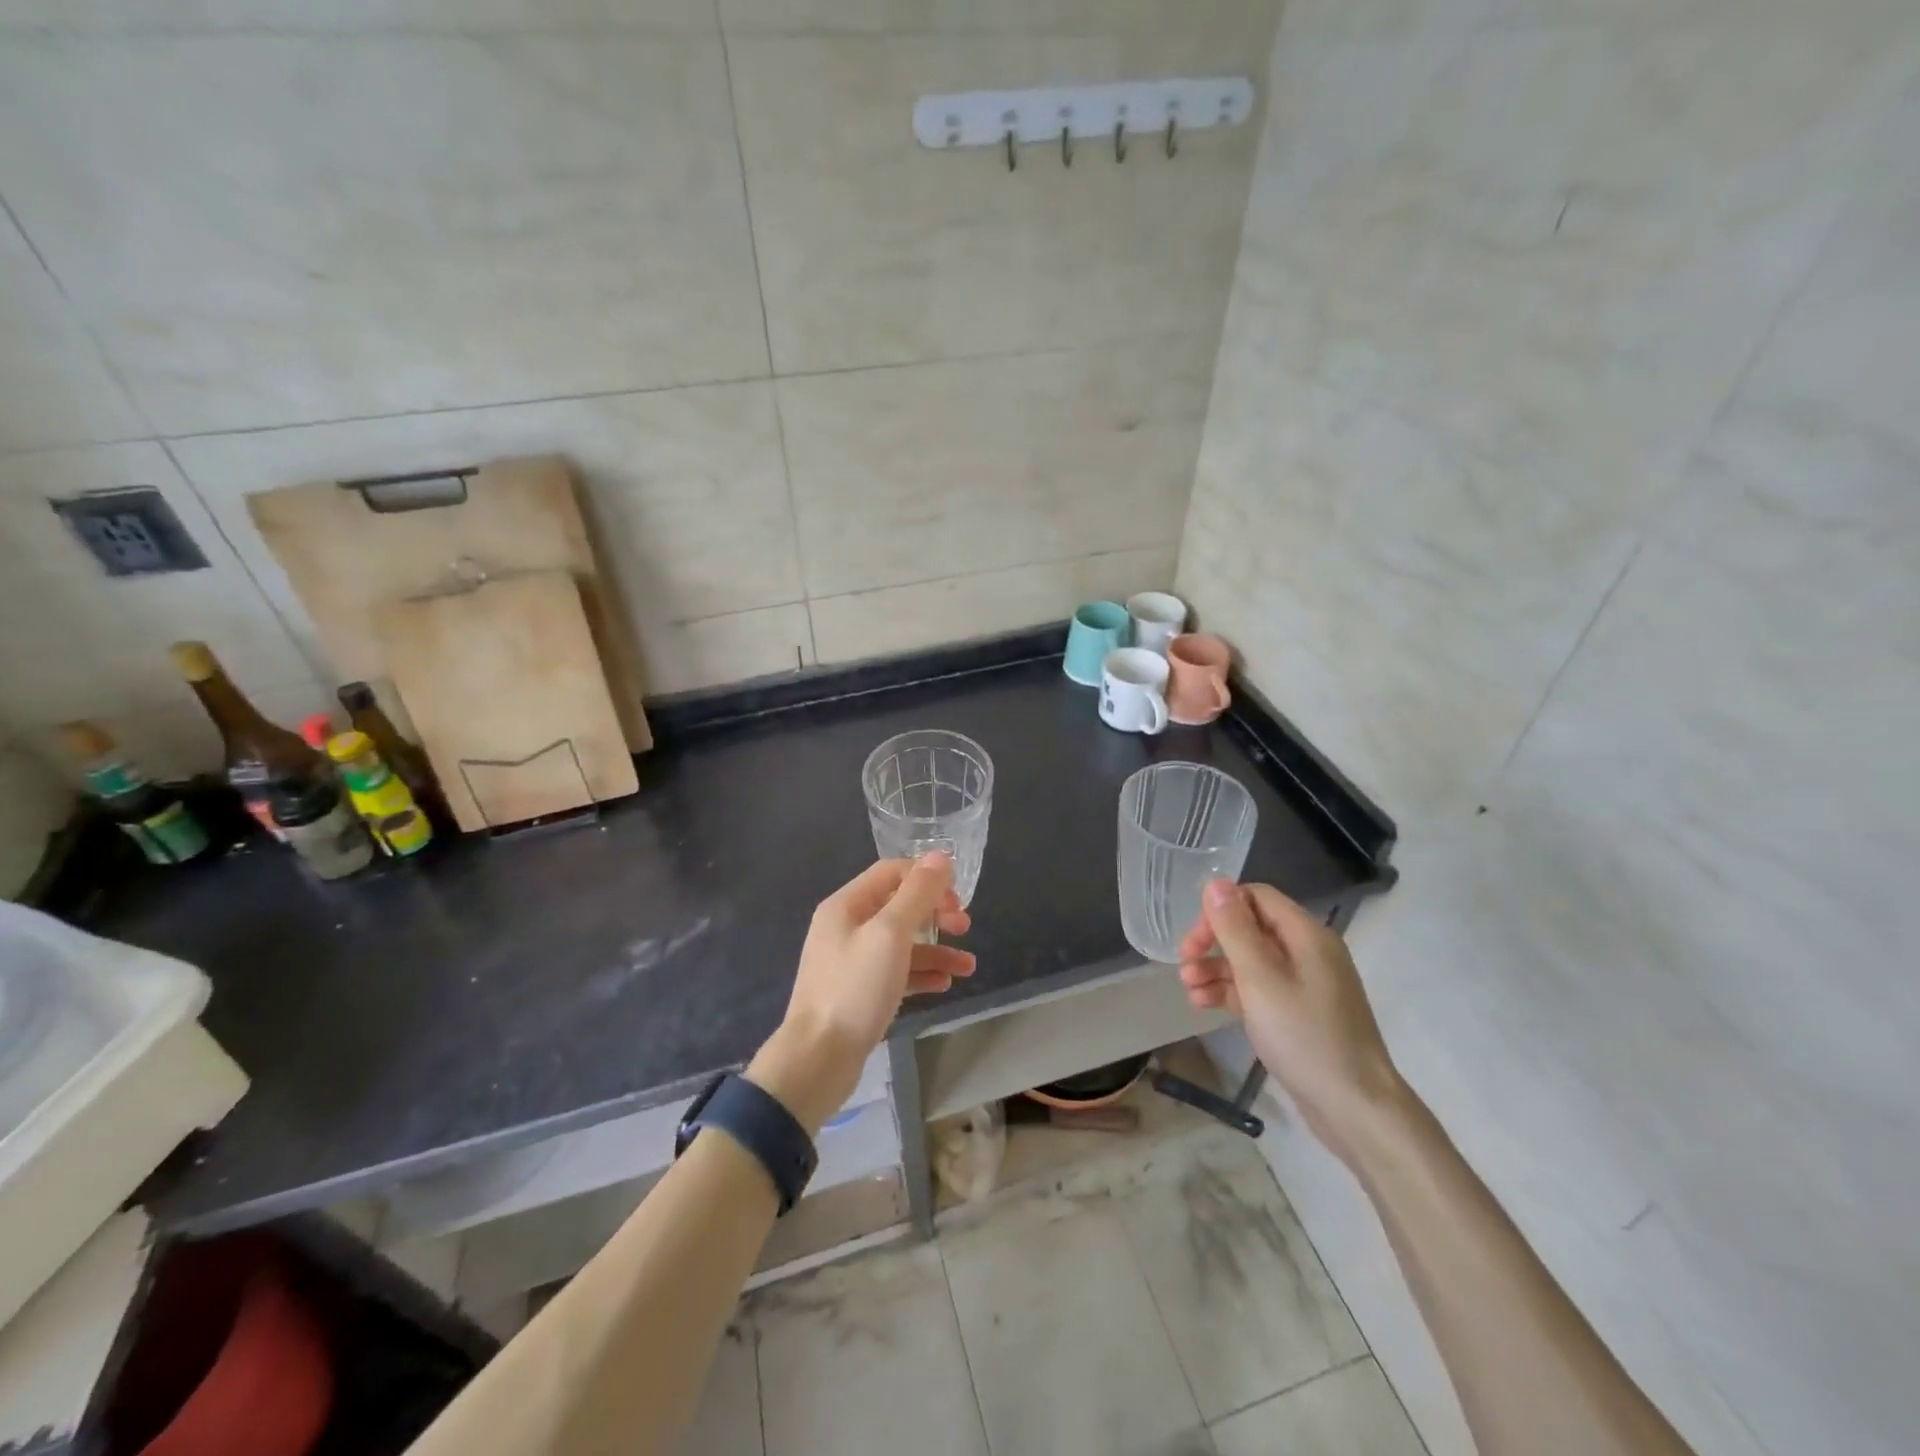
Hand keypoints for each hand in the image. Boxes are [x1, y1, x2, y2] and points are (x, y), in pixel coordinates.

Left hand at [750, 854, 973, 1132]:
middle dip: (935, 913)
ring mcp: (851, 961)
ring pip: (902, 943)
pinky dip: (921, 974)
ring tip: (968, 967)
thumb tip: (940, 857)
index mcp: (846, 905)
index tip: (957, 899)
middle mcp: (846, 927)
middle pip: (898, 906)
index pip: (892, 872)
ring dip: (936, 949)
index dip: (927, 879)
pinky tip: (945, 985)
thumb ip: (917, 894)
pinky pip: (896, 972)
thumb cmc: (854, 989)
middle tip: (965, 927)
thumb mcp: (890, 934)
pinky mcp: (858, 992)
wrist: (817, 1059)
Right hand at [1178, 880, 1405, 1165]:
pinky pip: (1260, 988)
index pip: (1256, 897)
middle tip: (1184, 964)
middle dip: (1214, 942)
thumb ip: (1235, 929)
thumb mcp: (1260, 979)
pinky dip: (1232, 991)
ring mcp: (1306, 983)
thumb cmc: (1305, 1036)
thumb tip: (1215, 882)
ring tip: (1188, 989)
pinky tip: (1203, 1004)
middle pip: (1251, 927)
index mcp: (1306, 935)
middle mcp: (1308, 952)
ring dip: (1216, 969)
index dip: (1220, 910)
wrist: (1355, 1108)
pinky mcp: (1300, 1012)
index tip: (1194, 940)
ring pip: (1252, 960)